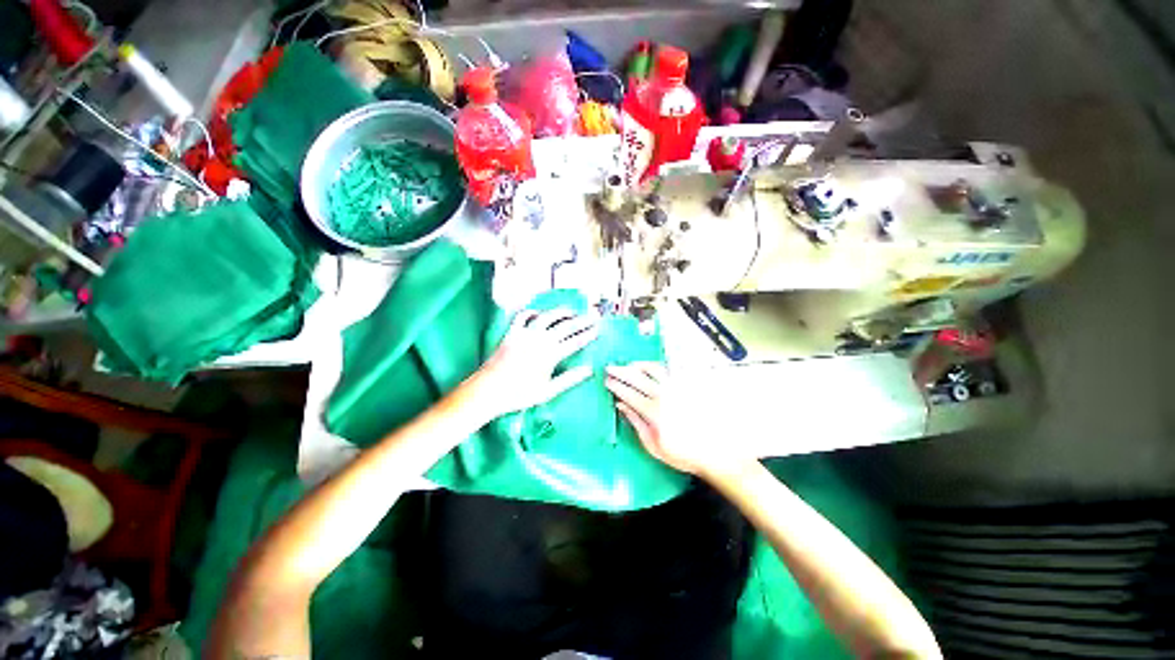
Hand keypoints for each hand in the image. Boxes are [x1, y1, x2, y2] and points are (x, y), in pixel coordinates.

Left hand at [473, 308, 599, 416]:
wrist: (488, 391)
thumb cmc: (519, 395)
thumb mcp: (548, 391)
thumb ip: (569, 379)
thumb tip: (589, 369)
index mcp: (550, 355)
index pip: (575, 341)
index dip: (588, 335)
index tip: (599, 329)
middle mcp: (540, 340)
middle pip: (566, 326)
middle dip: (582, 320)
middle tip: (594, 315)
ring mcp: (525, 334)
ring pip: (547, 317)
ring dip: (561, 312)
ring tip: (572, 310)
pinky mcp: (511, 333)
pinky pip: (522, 317)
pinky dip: (532, 312)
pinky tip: (539, 312)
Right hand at [605, 362, 749, 478]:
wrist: (715, 452)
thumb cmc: (682, 453)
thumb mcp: (654, 446)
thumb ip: (636, 423)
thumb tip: (621, 406)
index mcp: (654, 412)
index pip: (629, 394)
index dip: (616, 386)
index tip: (607, 381)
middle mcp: (664, 395)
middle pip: (638, 377)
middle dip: (621, 371)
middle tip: (610, 367)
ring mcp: (677, 388)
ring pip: (654, 369)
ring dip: (638, 365)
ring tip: (629, 365)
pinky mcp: (687, 386)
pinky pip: (669, 370)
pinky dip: (655, 366)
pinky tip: (650, 367)